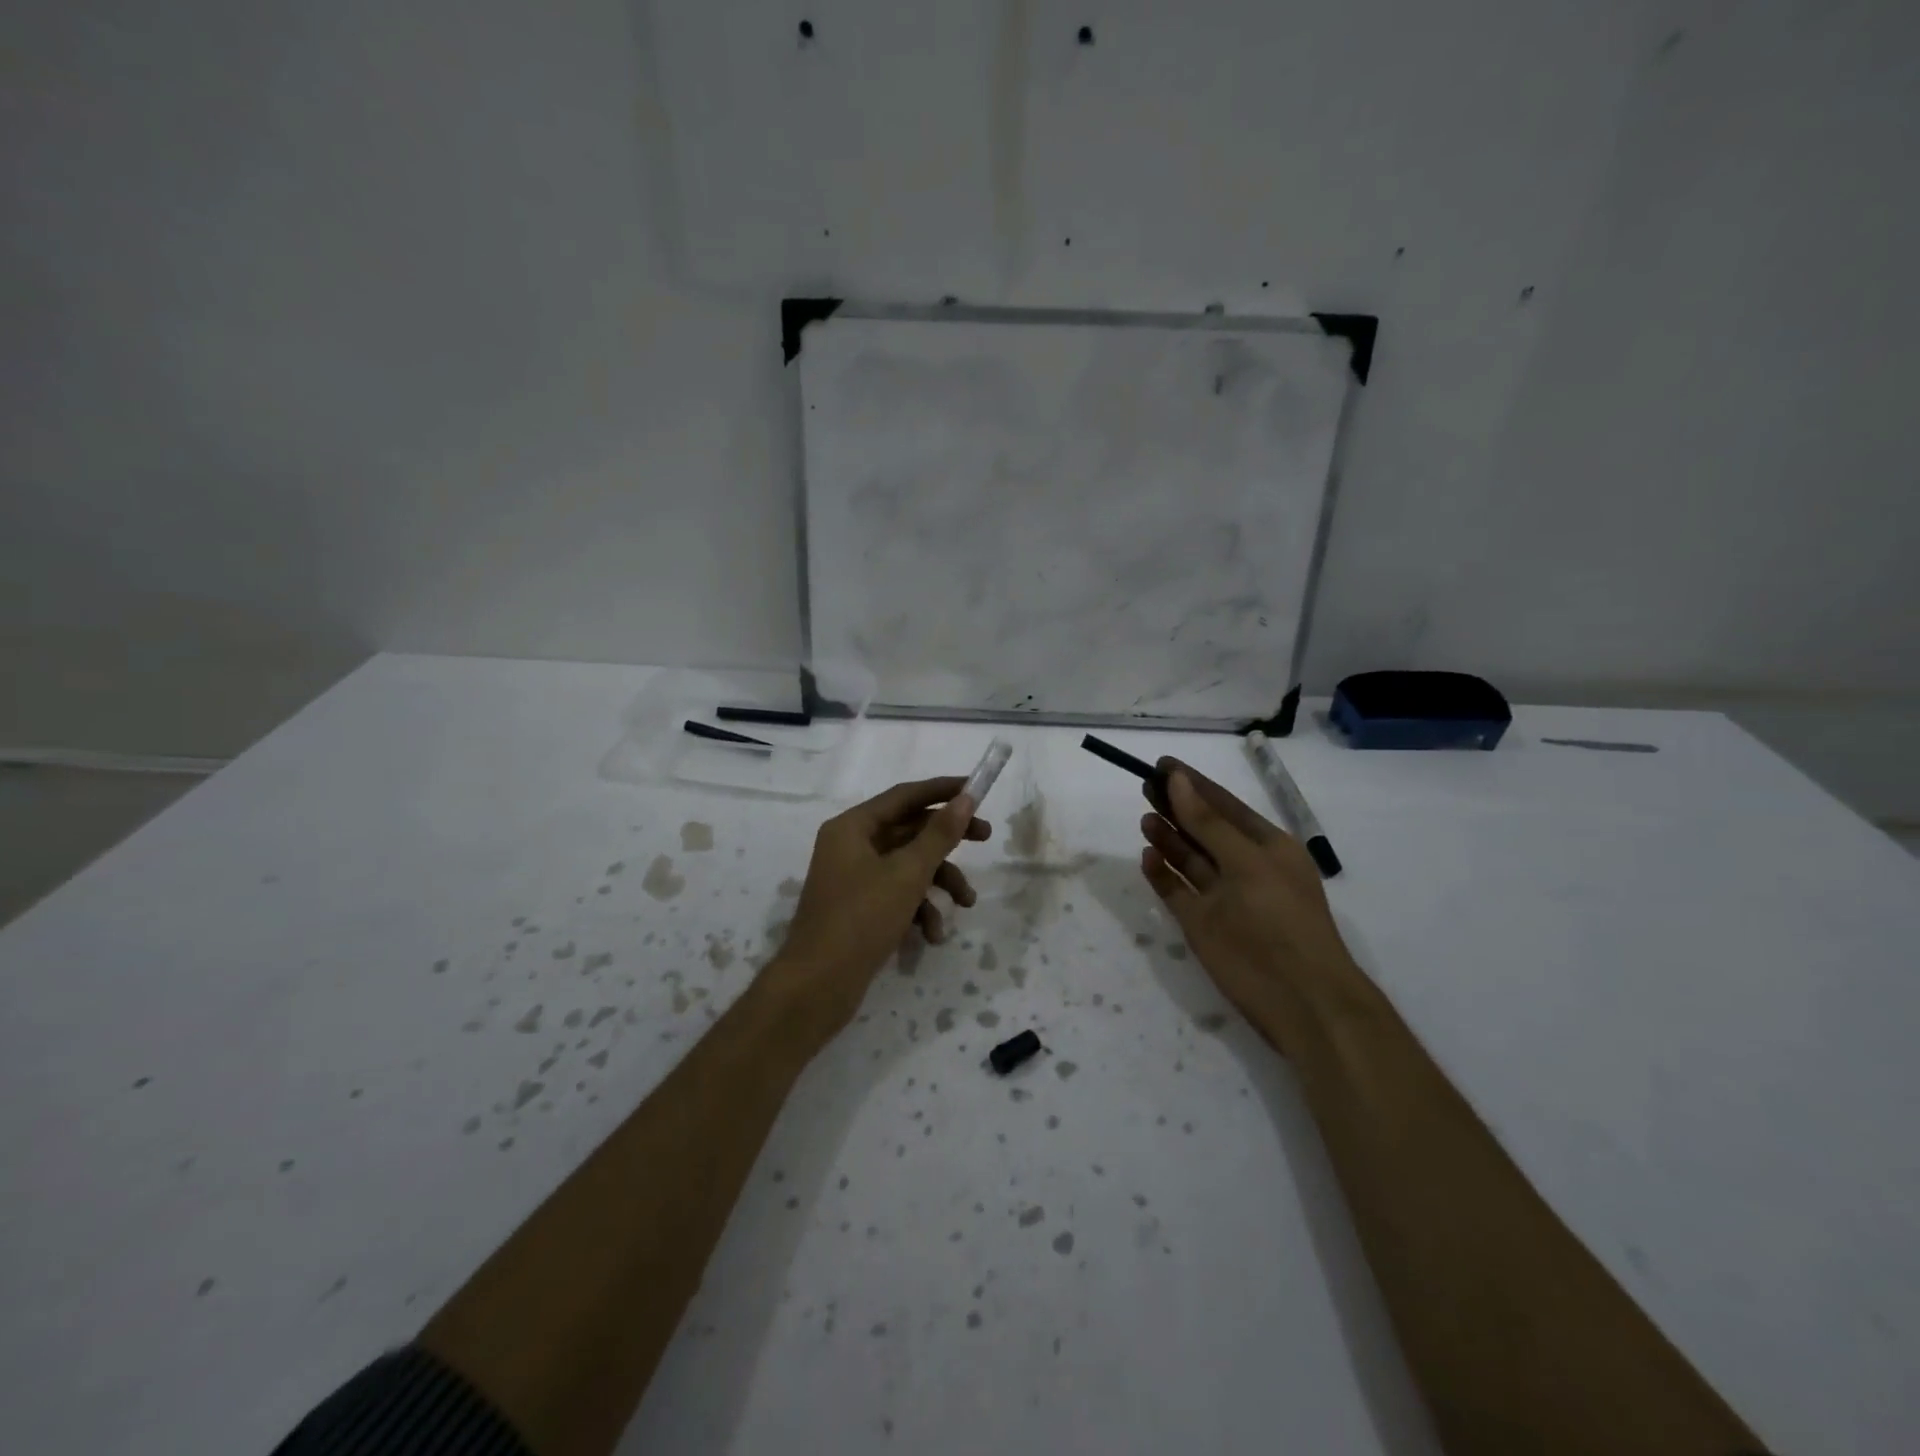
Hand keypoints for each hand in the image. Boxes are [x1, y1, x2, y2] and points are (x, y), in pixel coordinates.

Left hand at [767, 777, 990, 1033]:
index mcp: (853, 827)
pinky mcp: (859, 908)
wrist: (817, 986)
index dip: (943, 790)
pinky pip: (896, 895)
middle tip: (986, 836)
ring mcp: (854, 878)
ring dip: (939, 882)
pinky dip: (918, 910)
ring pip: (907, 866)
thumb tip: (965, 798)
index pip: (905, 796)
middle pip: (909, 830)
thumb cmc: (861, 919)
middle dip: (948, 840)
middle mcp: (851, 846)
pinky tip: (932, 936)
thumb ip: (939, 835)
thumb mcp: (908, 873)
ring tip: (966, 904)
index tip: (977, 789)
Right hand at [1138, 760, 1360, 1036]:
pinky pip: (1176, 891)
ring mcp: (1221, 897)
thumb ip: (1208, 823)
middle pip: (1202, 828)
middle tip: (1143, 784)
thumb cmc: (1279, 919)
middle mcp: (1243, 867)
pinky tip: (1147, 856)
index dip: (1194, 783)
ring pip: (1188, 858)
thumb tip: (1178, 780)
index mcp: (1267, 847)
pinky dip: (1161, 874)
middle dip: (1176, 806)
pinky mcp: (1202, 924)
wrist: (1300, 998)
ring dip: (1167, 837)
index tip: (1162, 763)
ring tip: (1143, 817)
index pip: (1224, 804)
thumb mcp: (1248, 863)